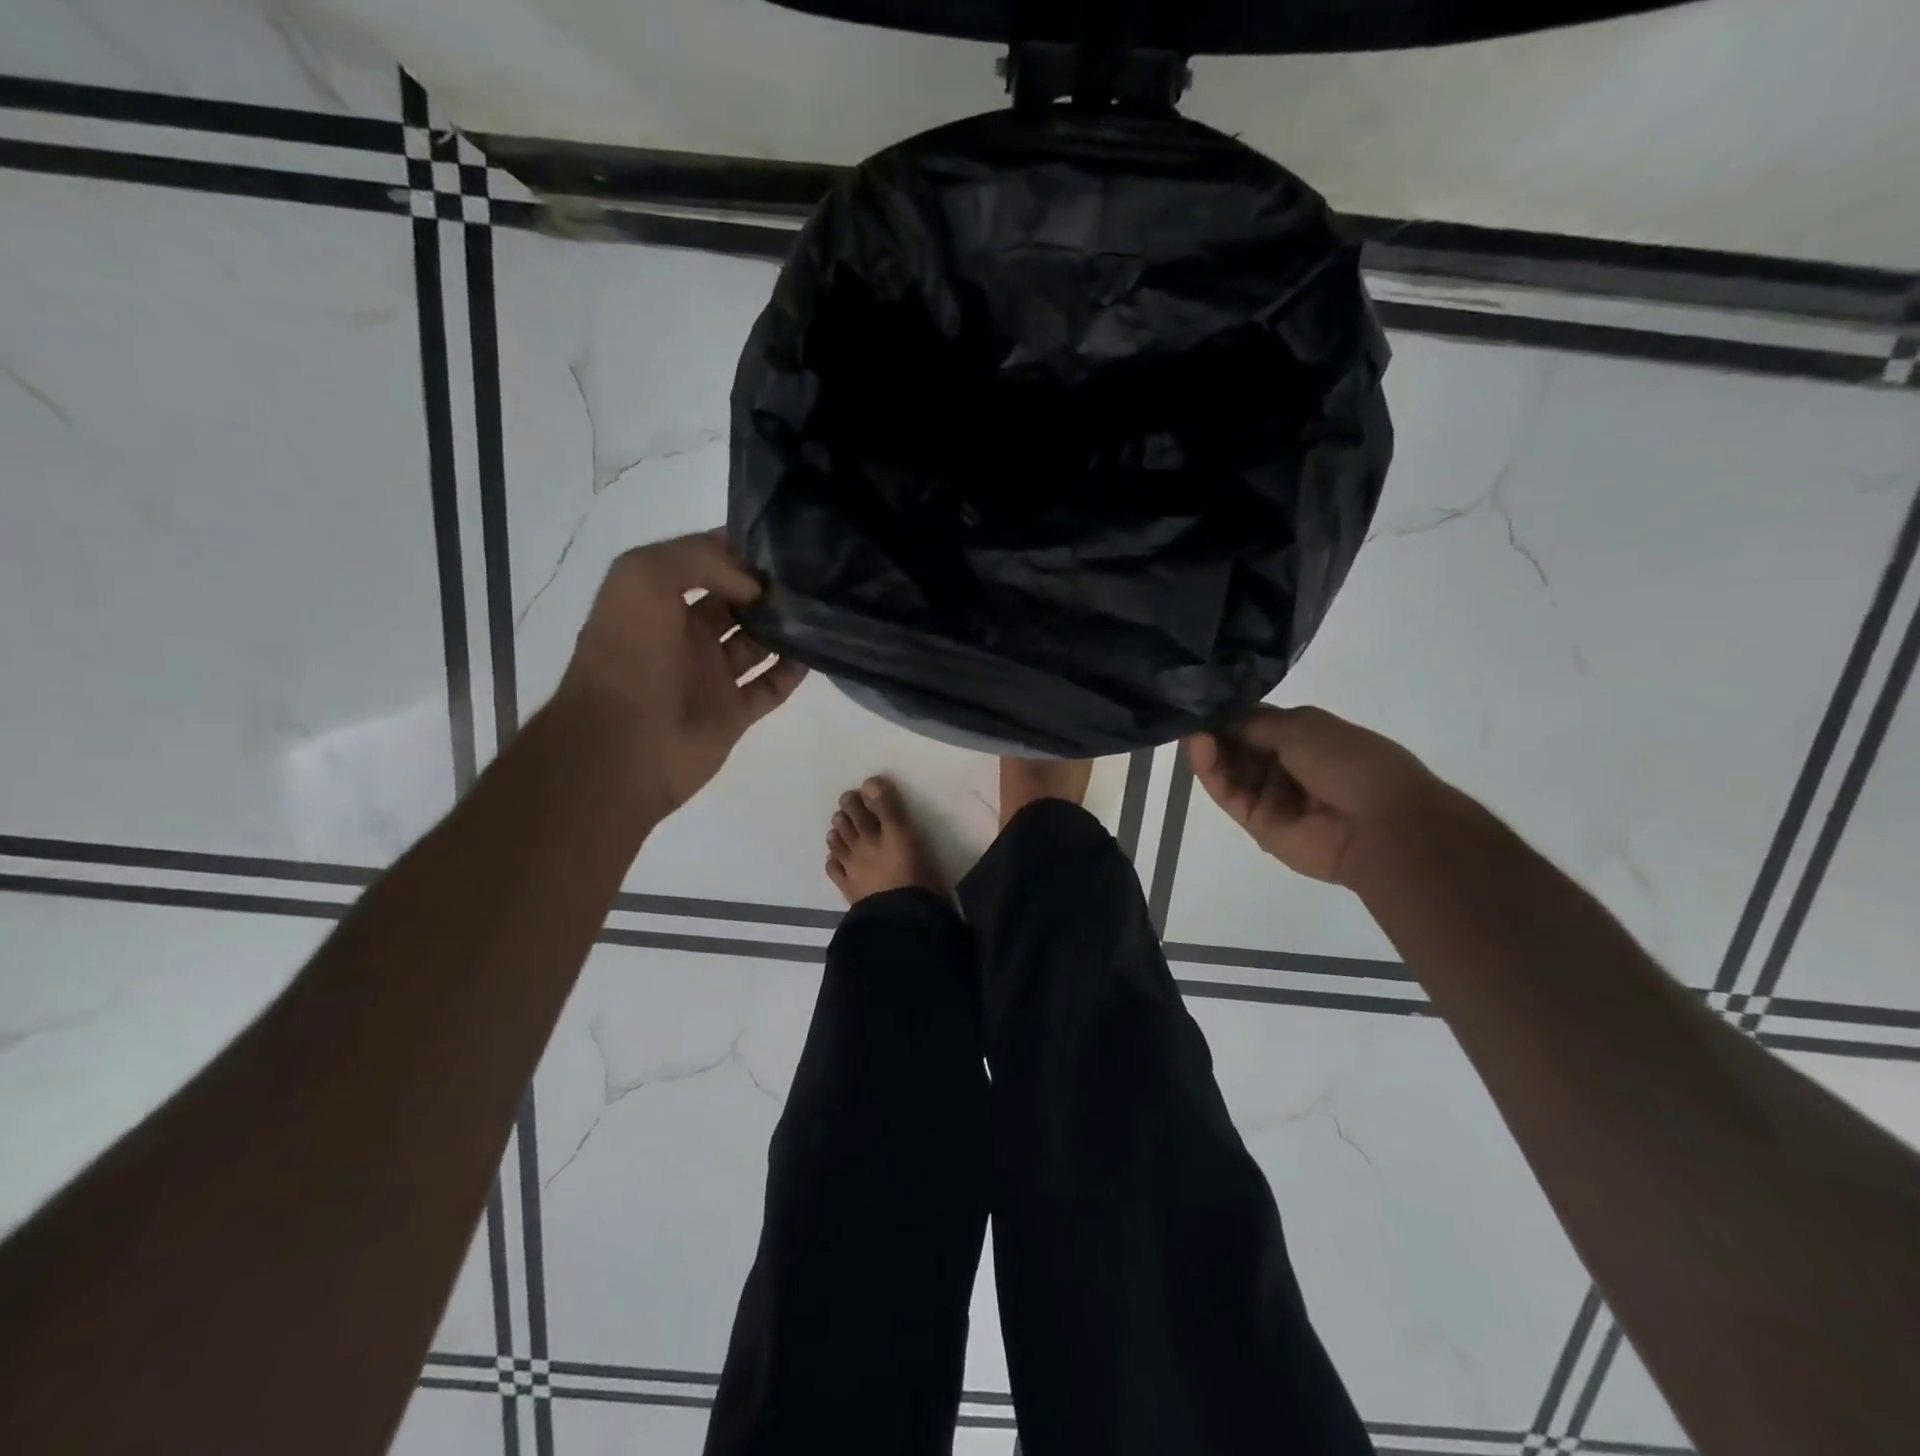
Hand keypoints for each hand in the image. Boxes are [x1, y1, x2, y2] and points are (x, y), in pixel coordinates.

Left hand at [556, 531, 805, 818]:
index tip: (781, 541)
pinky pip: (771, 686)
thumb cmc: (628, 656)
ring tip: (820, 608)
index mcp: (657, 600)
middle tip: (811, 573)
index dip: (738, 548)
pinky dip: (793, 670)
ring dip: (785, 626)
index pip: (704, 561)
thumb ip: (700, 560)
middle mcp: (685, 634)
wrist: (622, 746)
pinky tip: (816, 651)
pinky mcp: (733, 713)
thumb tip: (755, 586)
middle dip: (768, 587)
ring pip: (758, 643)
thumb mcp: (644, 578)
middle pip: (737, 602)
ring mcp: (711, 676)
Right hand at [1186, 706, 1442, 885]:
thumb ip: (1253, 722)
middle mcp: (1282, 765)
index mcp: (1301, 737)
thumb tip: (1216, 717)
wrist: (1381, 824)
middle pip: (1235, 745)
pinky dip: (1209, 770)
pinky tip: (1198, 745)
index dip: (1226, 710)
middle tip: (1185, 710)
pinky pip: (1226, 793)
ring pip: (1226, 769)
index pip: (1251, 721)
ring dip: (1207, 747)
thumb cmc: (1350, 761)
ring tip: (1189, 728)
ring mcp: (1268, 795)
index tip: (1198, 696)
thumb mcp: (1303, 726)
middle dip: (1211, 728)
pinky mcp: (1255, 822)